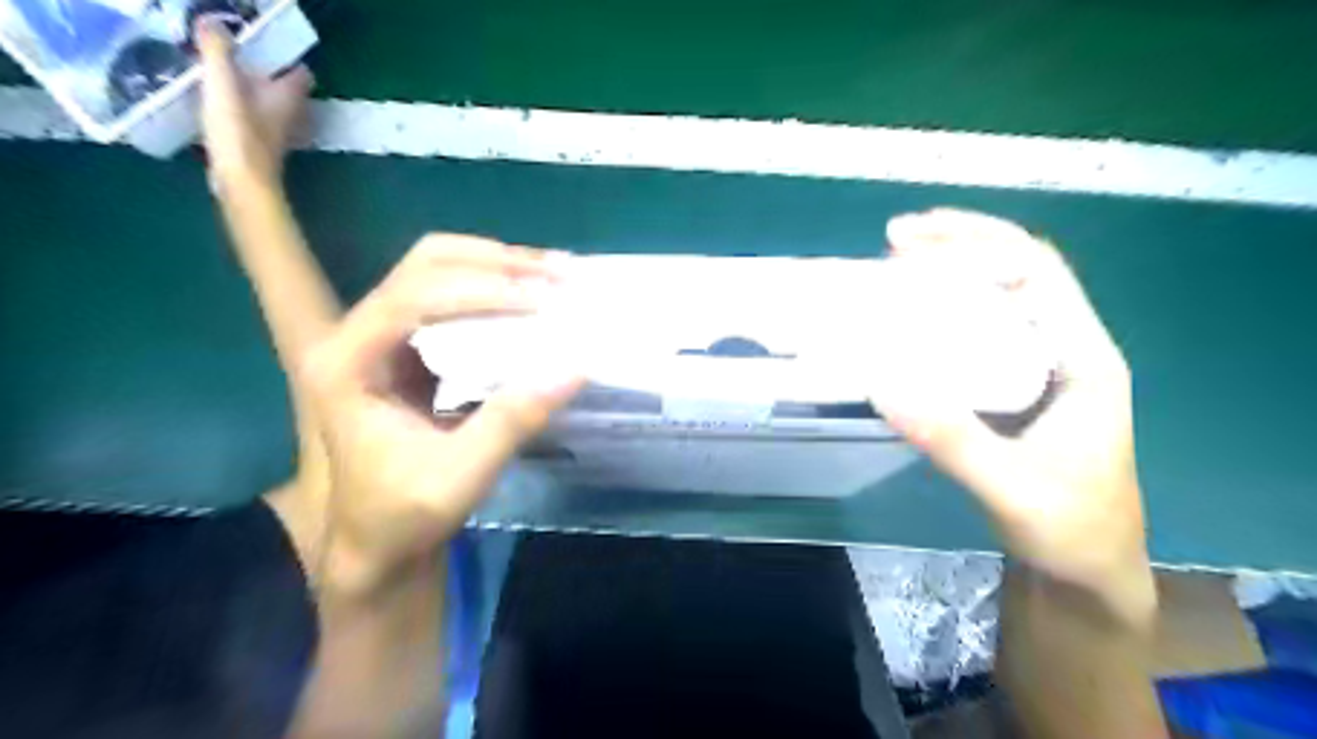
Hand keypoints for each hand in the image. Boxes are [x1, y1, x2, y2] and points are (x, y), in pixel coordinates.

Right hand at [192, 18, 311, 188]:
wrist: (242, 182)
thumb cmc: (238, 132)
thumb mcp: (223, 83)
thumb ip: (217, 51)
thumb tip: (211, 20)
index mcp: (290, 98)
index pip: (302, 74)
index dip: (287, 58)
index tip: (261, 43)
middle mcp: (292, 116)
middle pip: (286, 90)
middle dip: (266, 74)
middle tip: (236, 57)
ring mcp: (279, 134)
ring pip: (271, 107)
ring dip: (253, 94)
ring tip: (223, 78)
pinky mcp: (262, 148)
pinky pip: (256, 122)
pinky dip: (243, 112)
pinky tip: (219, 107)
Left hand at [300, 236, 582, 594]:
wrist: (381, 542)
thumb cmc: (405, 515)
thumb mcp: (460, 477)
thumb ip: (512, 421)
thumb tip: (575, 368)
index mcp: (347, 365)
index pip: (410, 299)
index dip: (479, 291)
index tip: (541, 303)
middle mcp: (358, 336)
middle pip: (424, 264)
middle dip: (495, 263)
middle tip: (557, 277)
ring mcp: (385, 337)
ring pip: (438, 268)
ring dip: (499, 265)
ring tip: (555, 275)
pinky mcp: (413, 347)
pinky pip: (454, 294)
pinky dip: (498, 286)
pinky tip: (534, 293)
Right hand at [871, 204, 1148, 600]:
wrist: (1083, 569)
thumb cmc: (1068, 528)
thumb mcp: (1011, 489)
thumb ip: (952, 440)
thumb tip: (882, 383)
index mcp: (1083, 358)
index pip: (1039, 273)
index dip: (978, 244)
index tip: (914, 243)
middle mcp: (1062, 348)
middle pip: (1016, 269)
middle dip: (958, 242)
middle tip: (892, 238)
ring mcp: (1036, 366)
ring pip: (995, 296)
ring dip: (947, 271)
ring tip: (892, 264)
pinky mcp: (1009, 386)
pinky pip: (975, 332)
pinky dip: (939, 312)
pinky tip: (905, 317)